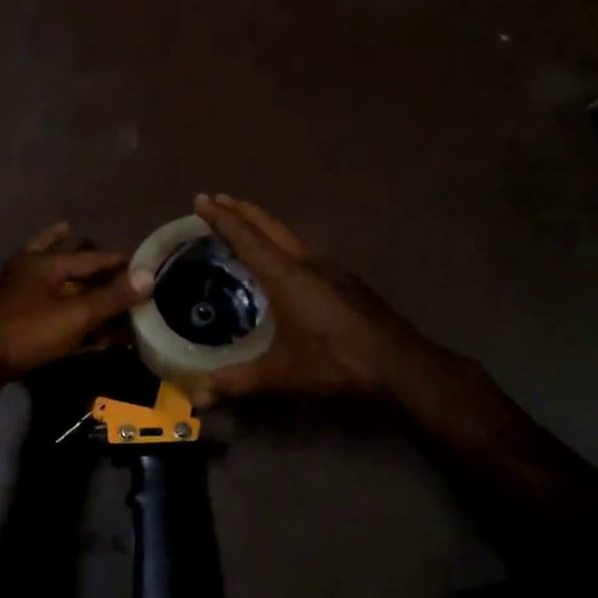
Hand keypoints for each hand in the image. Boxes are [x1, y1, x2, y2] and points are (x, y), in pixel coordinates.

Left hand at [0, 222, 152, 391]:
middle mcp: (24, 271)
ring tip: (63, 239)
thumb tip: (148, 275)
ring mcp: (7, 292)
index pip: (90, 257)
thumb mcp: (74, 316)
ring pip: (38, 272)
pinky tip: (33, 290)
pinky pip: (27, 297)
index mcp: (43, 264)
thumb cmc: (25, 333)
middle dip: (77, 248)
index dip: (117, 260)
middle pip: (59, 255)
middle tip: (92, 239)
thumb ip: (111, 297)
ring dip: (55, 262)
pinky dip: (36, 289)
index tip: (139, 262)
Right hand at [189, 194, 437, 405]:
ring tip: (245, 221)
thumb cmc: (337, 362)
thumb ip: (239, 382)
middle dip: (241, 211)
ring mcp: (330, 268)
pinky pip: (303, 248)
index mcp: (287, 276)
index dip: (222, 219)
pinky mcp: (344, 280)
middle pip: (269, 226)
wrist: (401, 364)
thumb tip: (197, 398)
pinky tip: (283, 257)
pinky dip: (282, 241)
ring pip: (290, 234)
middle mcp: (307, 262)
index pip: (247, 238)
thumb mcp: (283, 374)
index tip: (201, 199)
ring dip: (264, 223)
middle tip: (217, 199)